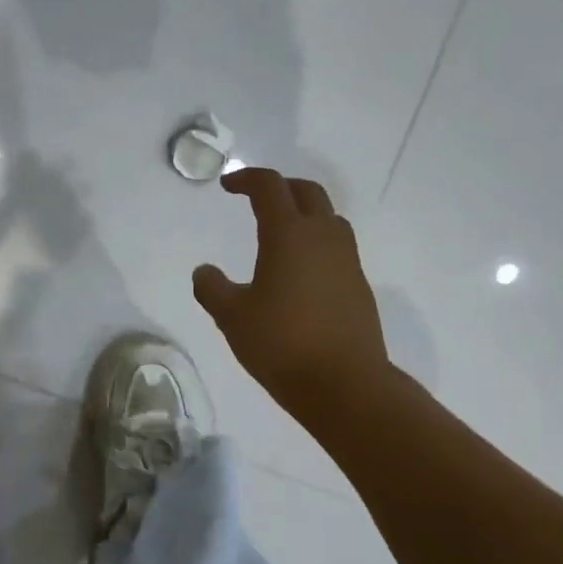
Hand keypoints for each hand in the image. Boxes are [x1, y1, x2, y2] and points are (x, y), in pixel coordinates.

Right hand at [192, 167, 393, 422]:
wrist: (346, 384)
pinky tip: (300, 271)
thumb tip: (204, 271)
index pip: (269, 187)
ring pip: (328, 217)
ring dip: (304, 213)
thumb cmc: (282, 344)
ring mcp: (347, 260)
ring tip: (281, 232)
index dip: (246, 178)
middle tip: (256, 198)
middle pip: (307, 192)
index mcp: (288, 235)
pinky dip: (317, 242)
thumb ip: (212, 289)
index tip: (227, 186)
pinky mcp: (359, 285)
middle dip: (280, 187)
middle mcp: (322, 237)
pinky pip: (337, 247)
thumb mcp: (232, 318)